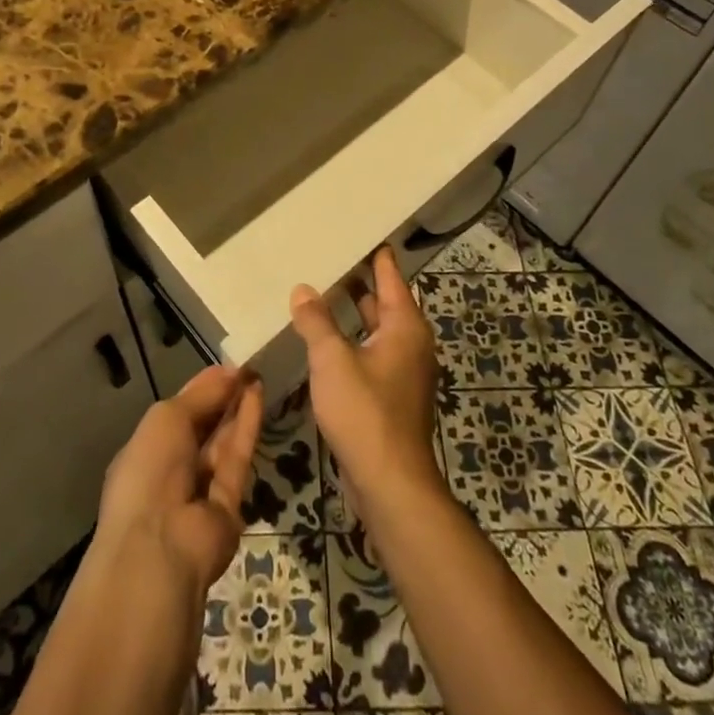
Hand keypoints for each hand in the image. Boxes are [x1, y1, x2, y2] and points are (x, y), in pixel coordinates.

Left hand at [92, 365, 262, 601]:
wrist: (160, 549)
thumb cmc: (149, 472)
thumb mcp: (167, 419)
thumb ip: (202, 395)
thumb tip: (232, 373)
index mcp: (147, 451)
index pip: (178, 412)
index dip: (202, 388)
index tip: (229, 364)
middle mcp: (172, 470)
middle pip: (203, 426)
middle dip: (223, 396)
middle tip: (248, 366)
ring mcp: (201, 491)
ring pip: (223, 442)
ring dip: (237, 407)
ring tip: (257, 373)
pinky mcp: (229, 506)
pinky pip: (237, 458)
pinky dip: (247, 426)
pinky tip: (258, 394)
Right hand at [289, 245, 441, 520]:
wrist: (392, 486)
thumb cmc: (366, 414)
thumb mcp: (333, 361)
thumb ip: (317, 322)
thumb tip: (303, 289)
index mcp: (404, 325)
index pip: (389, 274)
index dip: (374, 251)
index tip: (356, 229)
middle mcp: (410, 342)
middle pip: (383, 300)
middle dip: (357, 280)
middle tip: (327, 256)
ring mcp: (403, 371)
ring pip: (375, 329)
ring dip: (352, 313)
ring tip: (318, 293)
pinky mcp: (392, 396)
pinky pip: (371, 353)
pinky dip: (351, 341)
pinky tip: (324, 341)